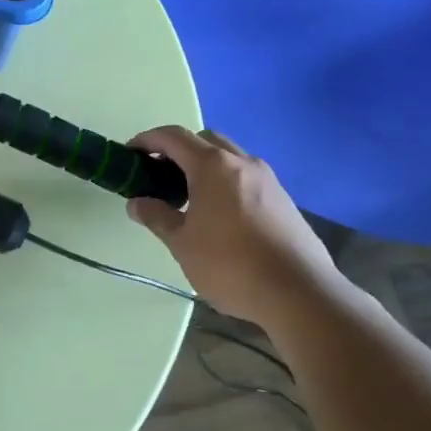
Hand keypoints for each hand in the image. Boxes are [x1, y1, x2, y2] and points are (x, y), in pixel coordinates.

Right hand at [125, 126, 343, 321]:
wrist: (300, 293)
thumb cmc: (231, 264)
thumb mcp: (182, 243)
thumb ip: (156, 217)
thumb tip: (137, 203)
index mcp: (213, 166)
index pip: (173, 136)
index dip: (147, 140)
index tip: (130, 154)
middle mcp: (242, 162)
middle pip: (204, 140)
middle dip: (178, 150)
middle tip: (159, 176)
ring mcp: (268, 179)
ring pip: (229, 157)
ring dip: (204, 166)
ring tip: (188, 197)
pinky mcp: (283, 199)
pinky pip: (246, 177)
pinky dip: (225, 182)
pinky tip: (220, 215)